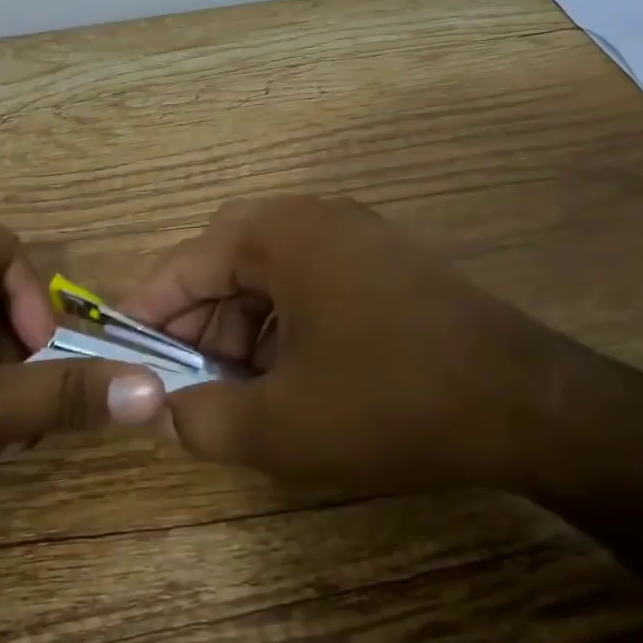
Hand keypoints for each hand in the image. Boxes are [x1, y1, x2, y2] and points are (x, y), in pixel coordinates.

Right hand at [120, 196, 563, 491]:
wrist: (523, 401)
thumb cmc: (387, 402)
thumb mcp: (279, 426)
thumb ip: (200, 420)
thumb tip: (165, 409)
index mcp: (279, 233)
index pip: (187, 263)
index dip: (147, 310)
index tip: (119, 349)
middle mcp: (315, 216)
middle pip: (228, 263)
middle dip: (199, 325)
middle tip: (182, 383)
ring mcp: (357, 234)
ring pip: (272, 276)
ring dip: (244, 329)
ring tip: (238, 391)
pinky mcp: (387, 262)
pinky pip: (312, 283)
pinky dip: (286, 325)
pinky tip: (292, 377)